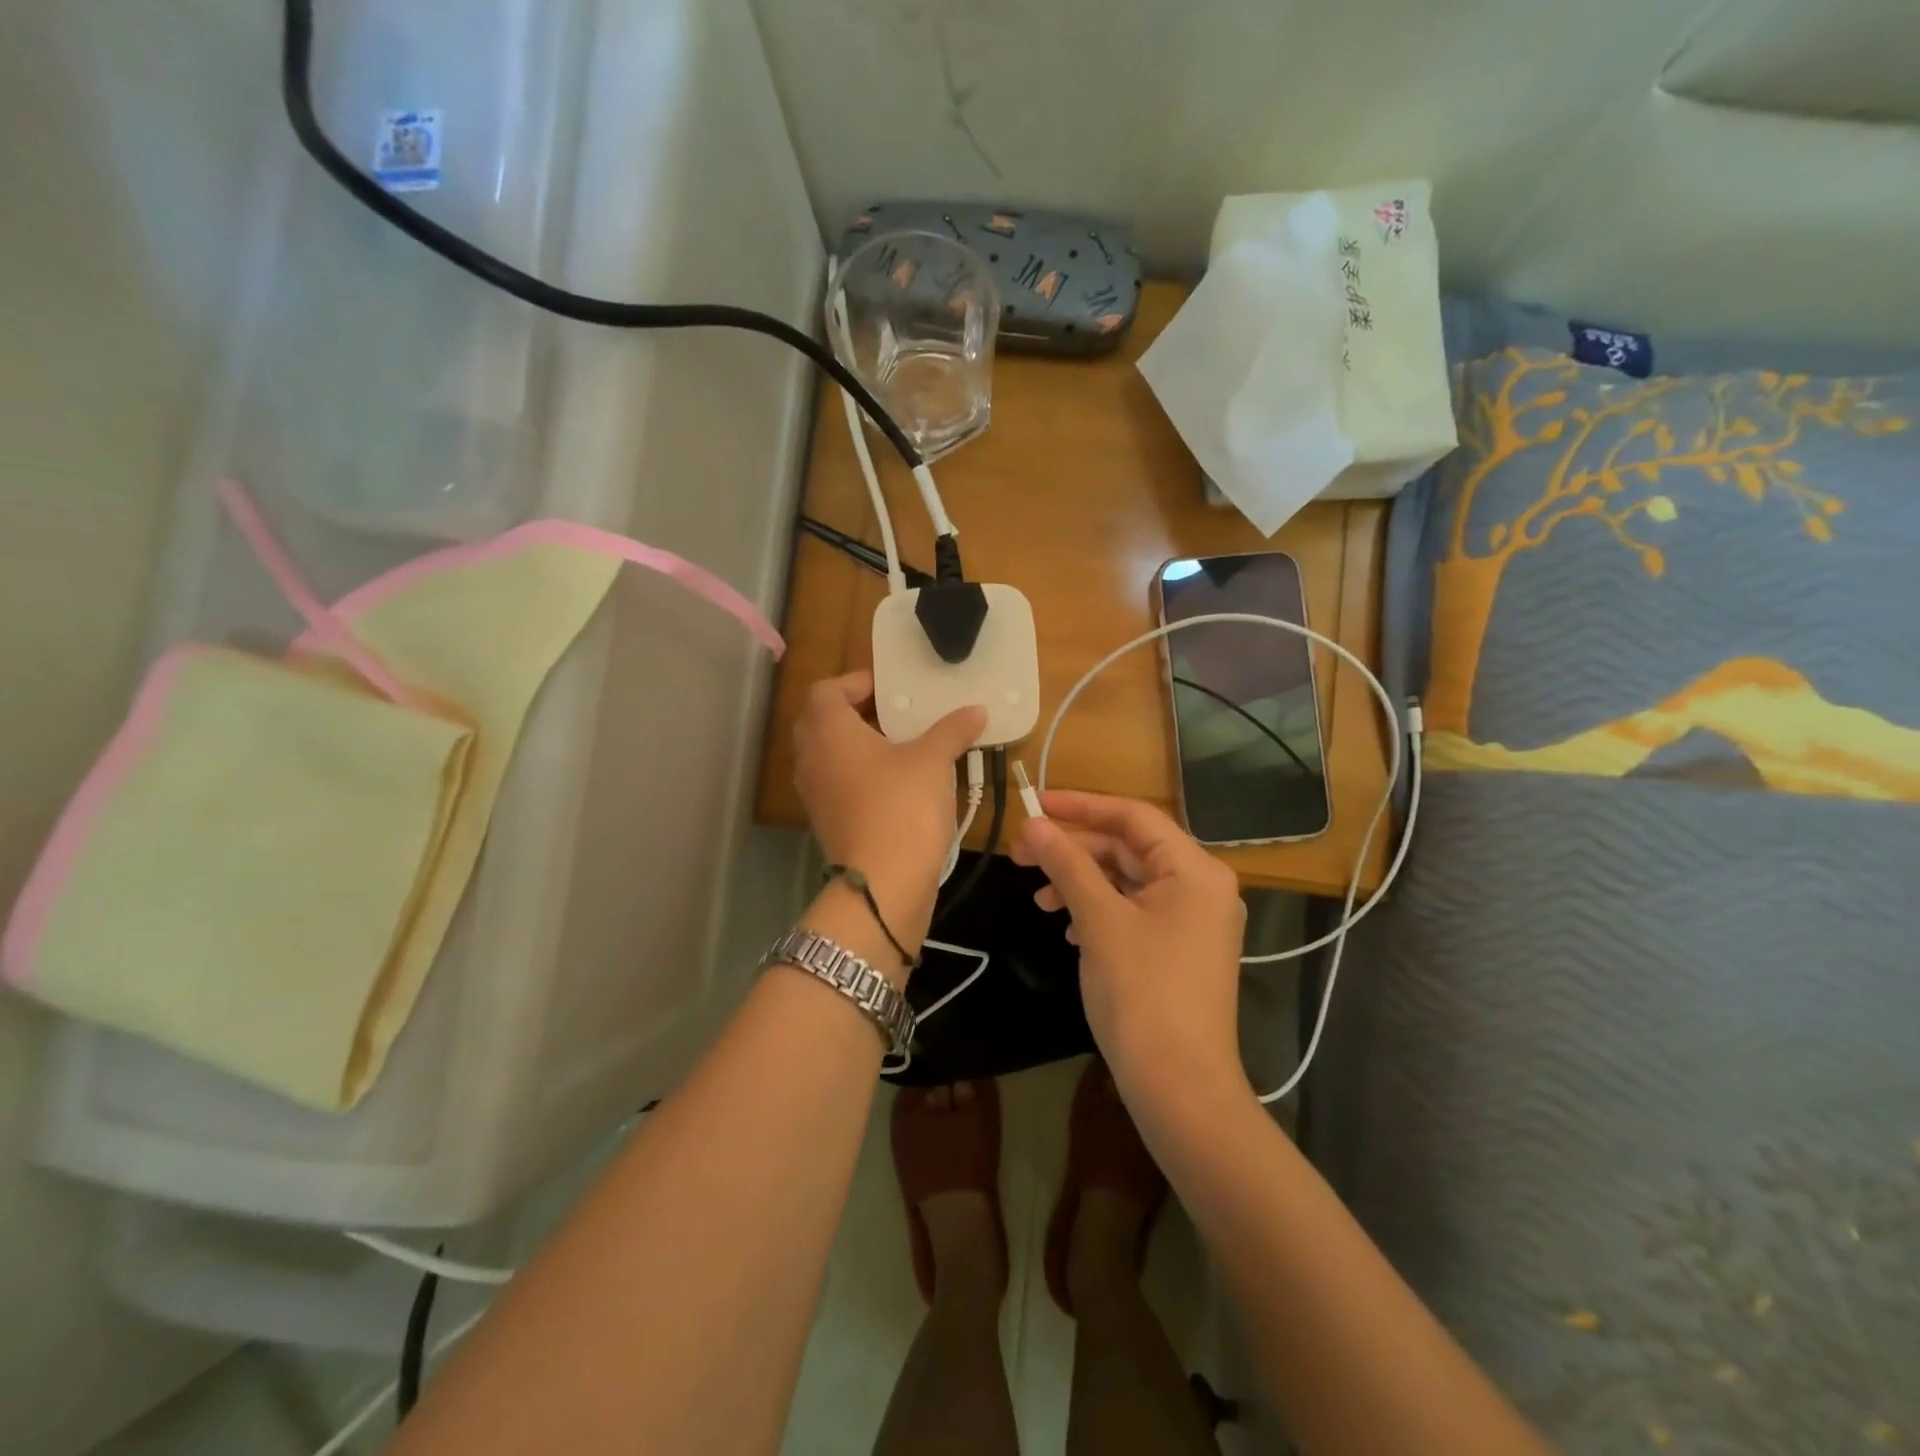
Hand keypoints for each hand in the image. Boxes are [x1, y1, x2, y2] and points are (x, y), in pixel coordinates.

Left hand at [793, 672, 984, 957]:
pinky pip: (837, 782)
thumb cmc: (902, 808)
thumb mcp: (933, 761)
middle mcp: (811, 757)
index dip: (856, 682)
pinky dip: (860, 773)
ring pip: (830, 754)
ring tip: (903, 745)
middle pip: (823, 720)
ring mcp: (815, 793)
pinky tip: (898, 782)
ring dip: (860, 744)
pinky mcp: (826, 820)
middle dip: (858, 712)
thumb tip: (976, 710)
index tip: (891, 690)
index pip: (826, 690)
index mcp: (828, 731)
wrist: (882, 885)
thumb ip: (952, 729)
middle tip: (898, 714)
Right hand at [1011, 791, 1247, 1099]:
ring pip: (1128, 881)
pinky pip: (1135, 911)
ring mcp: (1193, 921)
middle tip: (1021, 855)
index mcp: (1194, 870)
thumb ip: (1067, 865)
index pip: (1133, 816)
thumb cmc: (1142, 992)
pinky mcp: (1179, 949)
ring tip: (1039, 899)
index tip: (1035, 804)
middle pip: (1129, 848)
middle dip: (1074, 850)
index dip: (1081, 806)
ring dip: (1082, 882)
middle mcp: (1201, 887)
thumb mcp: (1099, 920)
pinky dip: (1099, 910)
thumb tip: (1033, 825)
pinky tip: (1067, 926)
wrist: (1179, 1087)